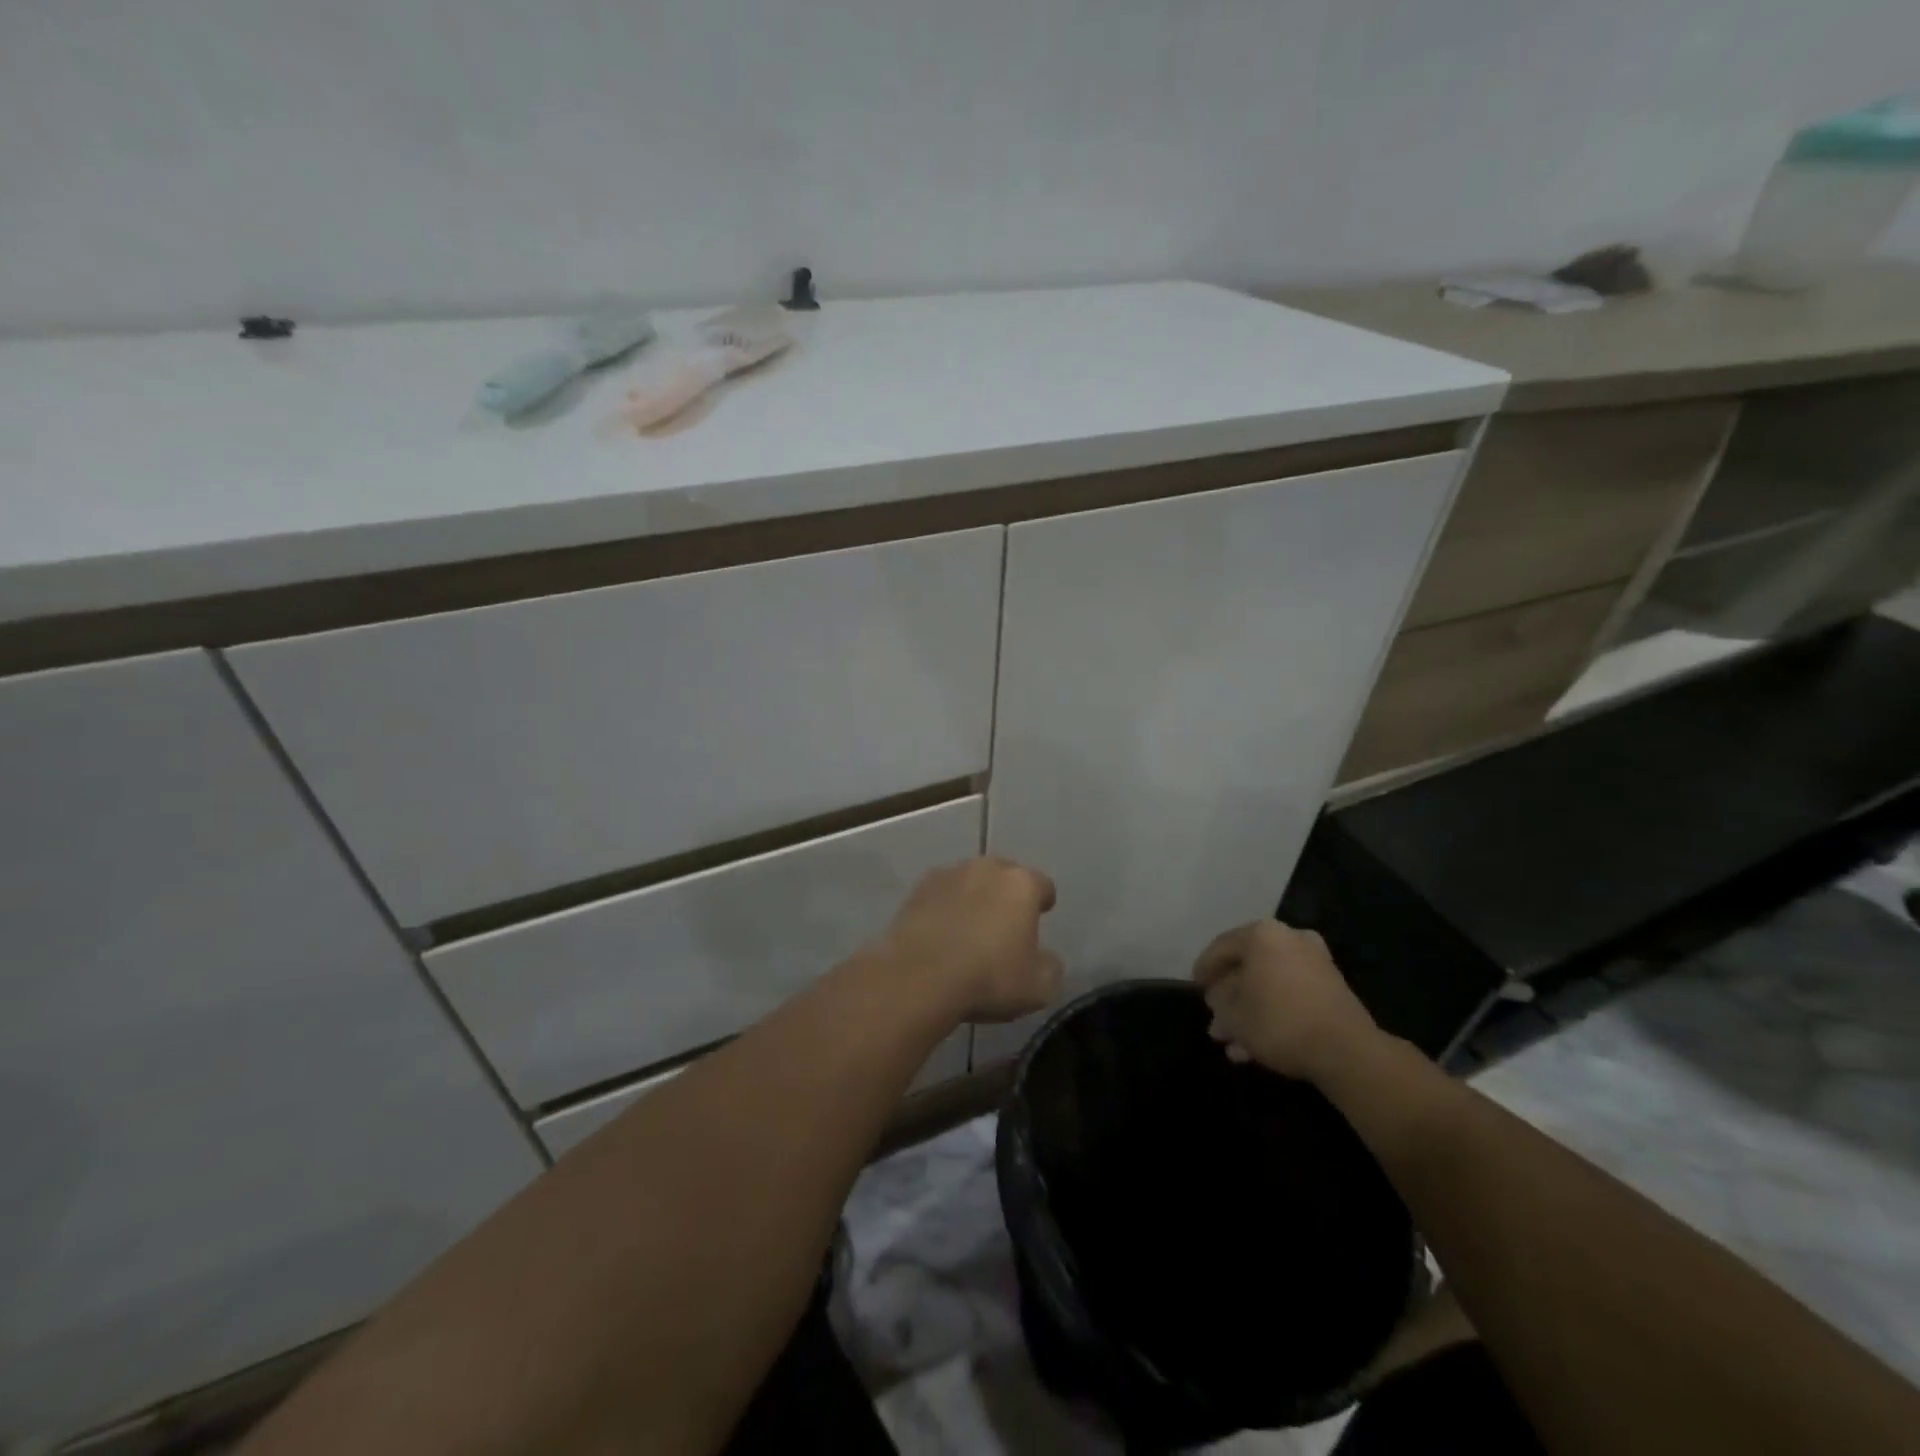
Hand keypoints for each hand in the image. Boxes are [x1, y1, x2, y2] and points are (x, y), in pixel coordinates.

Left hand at [880, 857, 1062, 1022]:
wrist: (918, 976)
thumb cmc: (988, 977)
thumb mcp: (1038, 987)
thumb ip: (1050, 967)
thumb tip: (1046, 959)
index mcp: (1021, 884)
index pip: (1042, 885)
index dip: (1043, 901)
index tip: (1042, 915)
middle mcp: (986, 868)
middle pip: (1004, 876)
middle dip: (1007, 895)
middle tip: (1005, 924)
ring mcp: (948, 875)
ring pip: (970, 882)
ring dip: (974, 898)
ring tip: (970, 928)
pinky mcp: (917, 889)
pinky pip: (941, 895)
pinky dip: (945, 908)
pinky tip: (942, 933)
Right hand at [1192, 920, 1380, 1083]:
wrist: (1346, 1051)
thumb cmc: (1279, 1022)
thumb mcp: (1234, 1015)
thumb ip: (1219, 1001)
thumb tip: (1218, 997)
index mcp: (1262, 935)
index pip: (1221, 946)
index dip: (1204, 968)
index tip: (1195, 987)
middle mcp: (1289, 939)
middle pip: (1247, 966)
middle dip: (1229, 996)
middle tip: (1215, 1018)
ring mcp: (1314, 963)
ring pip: (1269, 984)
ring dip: (1250, 1010)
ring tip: (1232, 1041)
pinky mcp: (1332, 988)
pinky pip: (1290, 995)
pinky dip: (1273, 1014)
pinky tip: (1256, 1046)